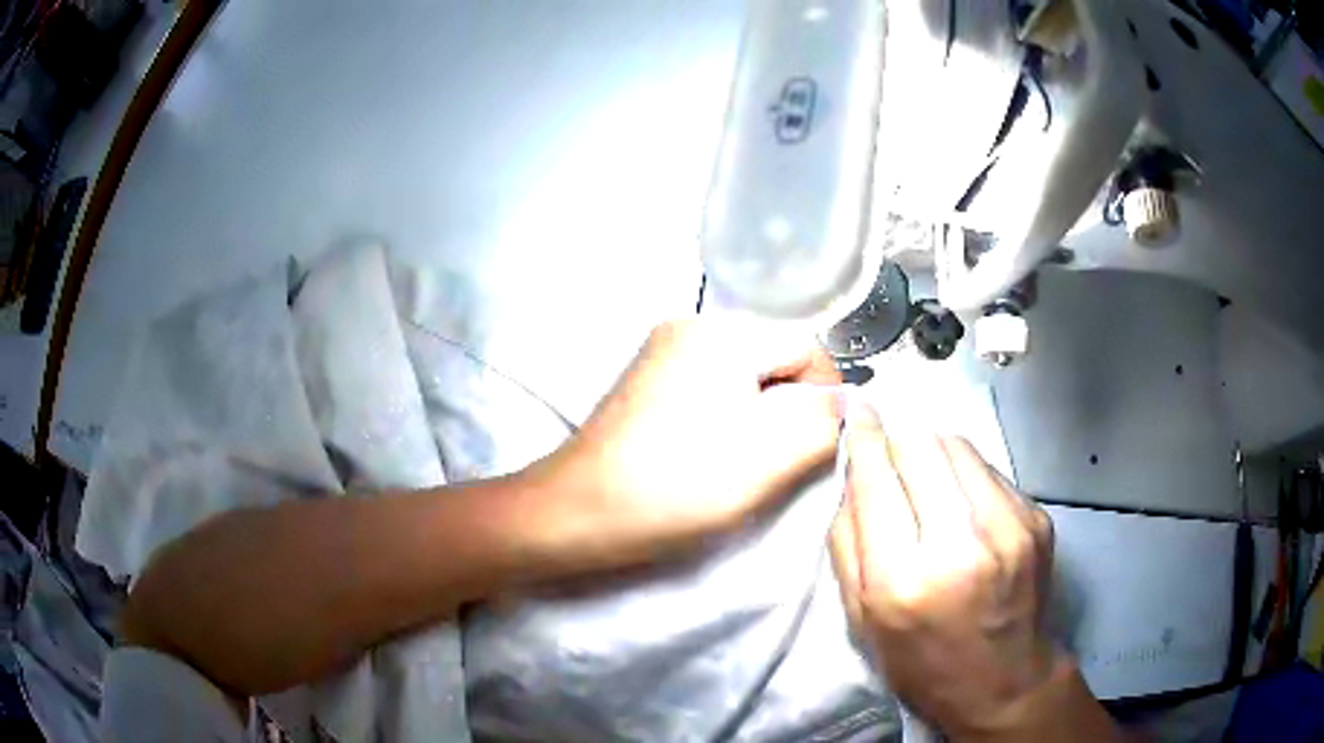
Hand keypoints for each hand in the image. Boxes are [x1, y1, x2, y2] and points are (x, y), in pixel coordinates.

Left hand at [532, 317, 840, 569]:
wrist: (577, 513)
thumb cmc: (675, 486)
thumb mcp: (768, 456)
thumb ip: (823, 421)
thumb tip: (844, 401)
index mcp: (721, 332)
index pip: (807, 348)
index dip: (824, 397)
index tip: (815, 449)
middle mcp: (691, 326)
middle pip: (775, 360)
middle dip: (790, 409)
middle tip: (775, 463)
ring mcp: (664, 352)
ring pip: (747, 380)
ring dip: (760, 419)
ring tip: (742, 465)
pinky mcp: (650, 382)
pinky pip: (714, 390)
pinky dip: (728, 421)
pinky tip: (712, 457)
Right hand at [829, 404, 1062, 739]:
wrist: (1002, 682)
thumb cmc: (920, 661)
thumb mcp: (862, 620)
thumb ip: (847, 544)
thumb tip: (853, 474)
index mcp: (904, 579)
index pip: (877, 479)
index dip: (863, 436)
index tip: (855, 409)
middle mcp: (961, 543)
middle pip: (921, 446)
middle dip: (898, 437)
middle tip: (889, 445)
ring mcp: (1008, 526)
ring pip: (958, 445)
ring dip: (933, 450)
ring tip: (927, 478)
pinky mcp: (1036, 518)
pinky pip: (989, 469)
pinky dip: (966, 473)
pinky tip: (963, 503)